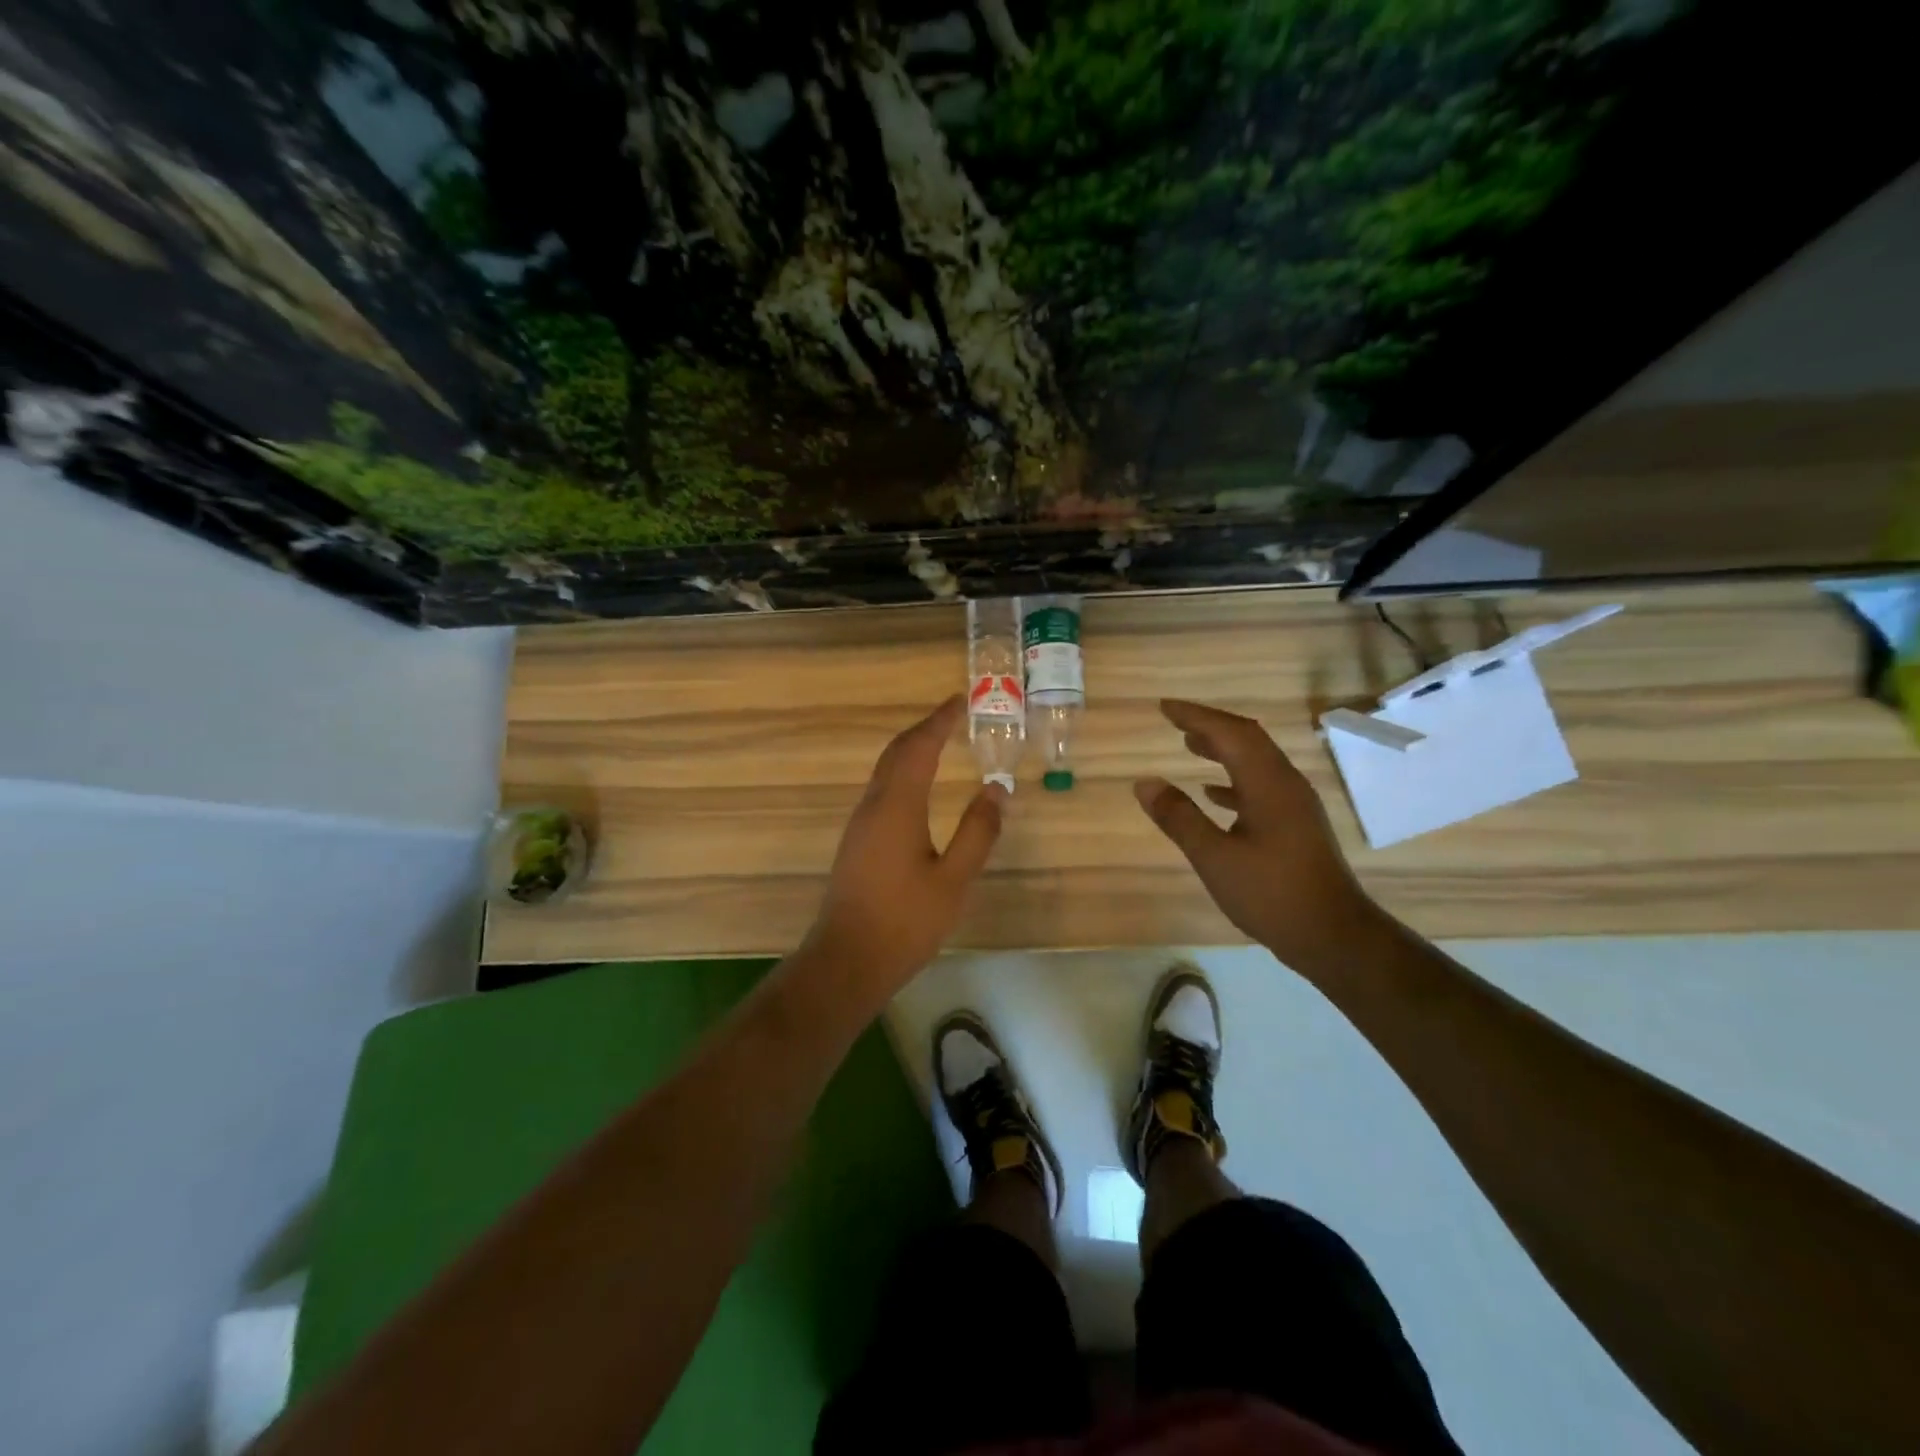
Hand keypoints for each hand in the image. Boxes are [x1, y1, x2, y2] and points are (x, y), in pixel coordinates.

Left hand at [802, 696, 1005, 1000]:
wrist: (848, 960)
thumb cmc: (905, 921)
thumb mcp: (954, 880)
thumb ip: (977, 832)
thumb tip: (996, 788)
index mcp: (897, 807)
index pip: (919, 748)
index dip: (939, 721)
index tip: (960, 700)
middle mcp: (873, 806)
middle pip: (897, 752)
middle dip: (924, 729)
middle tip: (953, 715)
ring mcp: (860, 824)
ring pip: (885, 771)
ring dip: (911, 749)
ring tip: (939, 741)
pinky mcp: (857, 842)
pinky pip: (882, 790)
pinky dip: (903, 772)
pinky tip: (917, 787)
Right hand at [1134, 699, 1380, 974]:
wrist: (1333, 935)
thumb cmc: (1271, 894)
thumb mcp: (1214, 857)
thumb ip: (1179, 818)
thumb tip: (1144, 783)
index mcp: (1268, 784)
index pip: (1231, 733)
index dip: (1196, 716)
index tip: (1165, 708)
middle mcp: (1285, 784)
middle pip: (1247, 740)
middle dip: (1210, 726)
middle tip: (1175, 720)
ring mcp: (1295, 805)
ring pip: (1256, 762)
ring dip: (1223, 749)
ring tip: (1189, 745)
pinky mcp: (1296, 825)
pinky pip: (1261, 786)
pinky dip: (1233, 780)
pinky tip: (1213, 793)